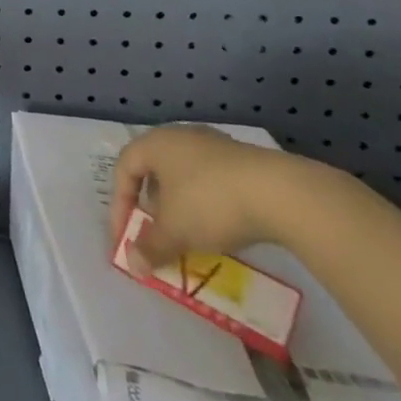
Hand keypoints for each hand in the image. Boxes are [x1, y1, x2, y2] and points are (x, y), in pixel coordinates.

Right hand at [108, 126, 312, 269]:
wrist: (280, 193)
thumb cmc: (210, 203)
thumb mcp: (174, 231)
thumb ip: (150, 247)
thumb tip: (132, 264)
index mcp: (154, 144)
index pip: (124, 170)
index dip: (119, 205)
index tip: (126, 238)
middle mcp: (179, 136)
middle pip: (154, 169)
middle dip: (151, 204)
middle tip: (156, 232)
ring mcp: (214, 144)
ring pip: (185, 175)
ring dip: (180, 204)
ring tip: (190, 233)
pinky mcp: (244, 159)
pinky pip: (213, 180)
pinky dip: (208, 202)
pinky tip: (221, 225)